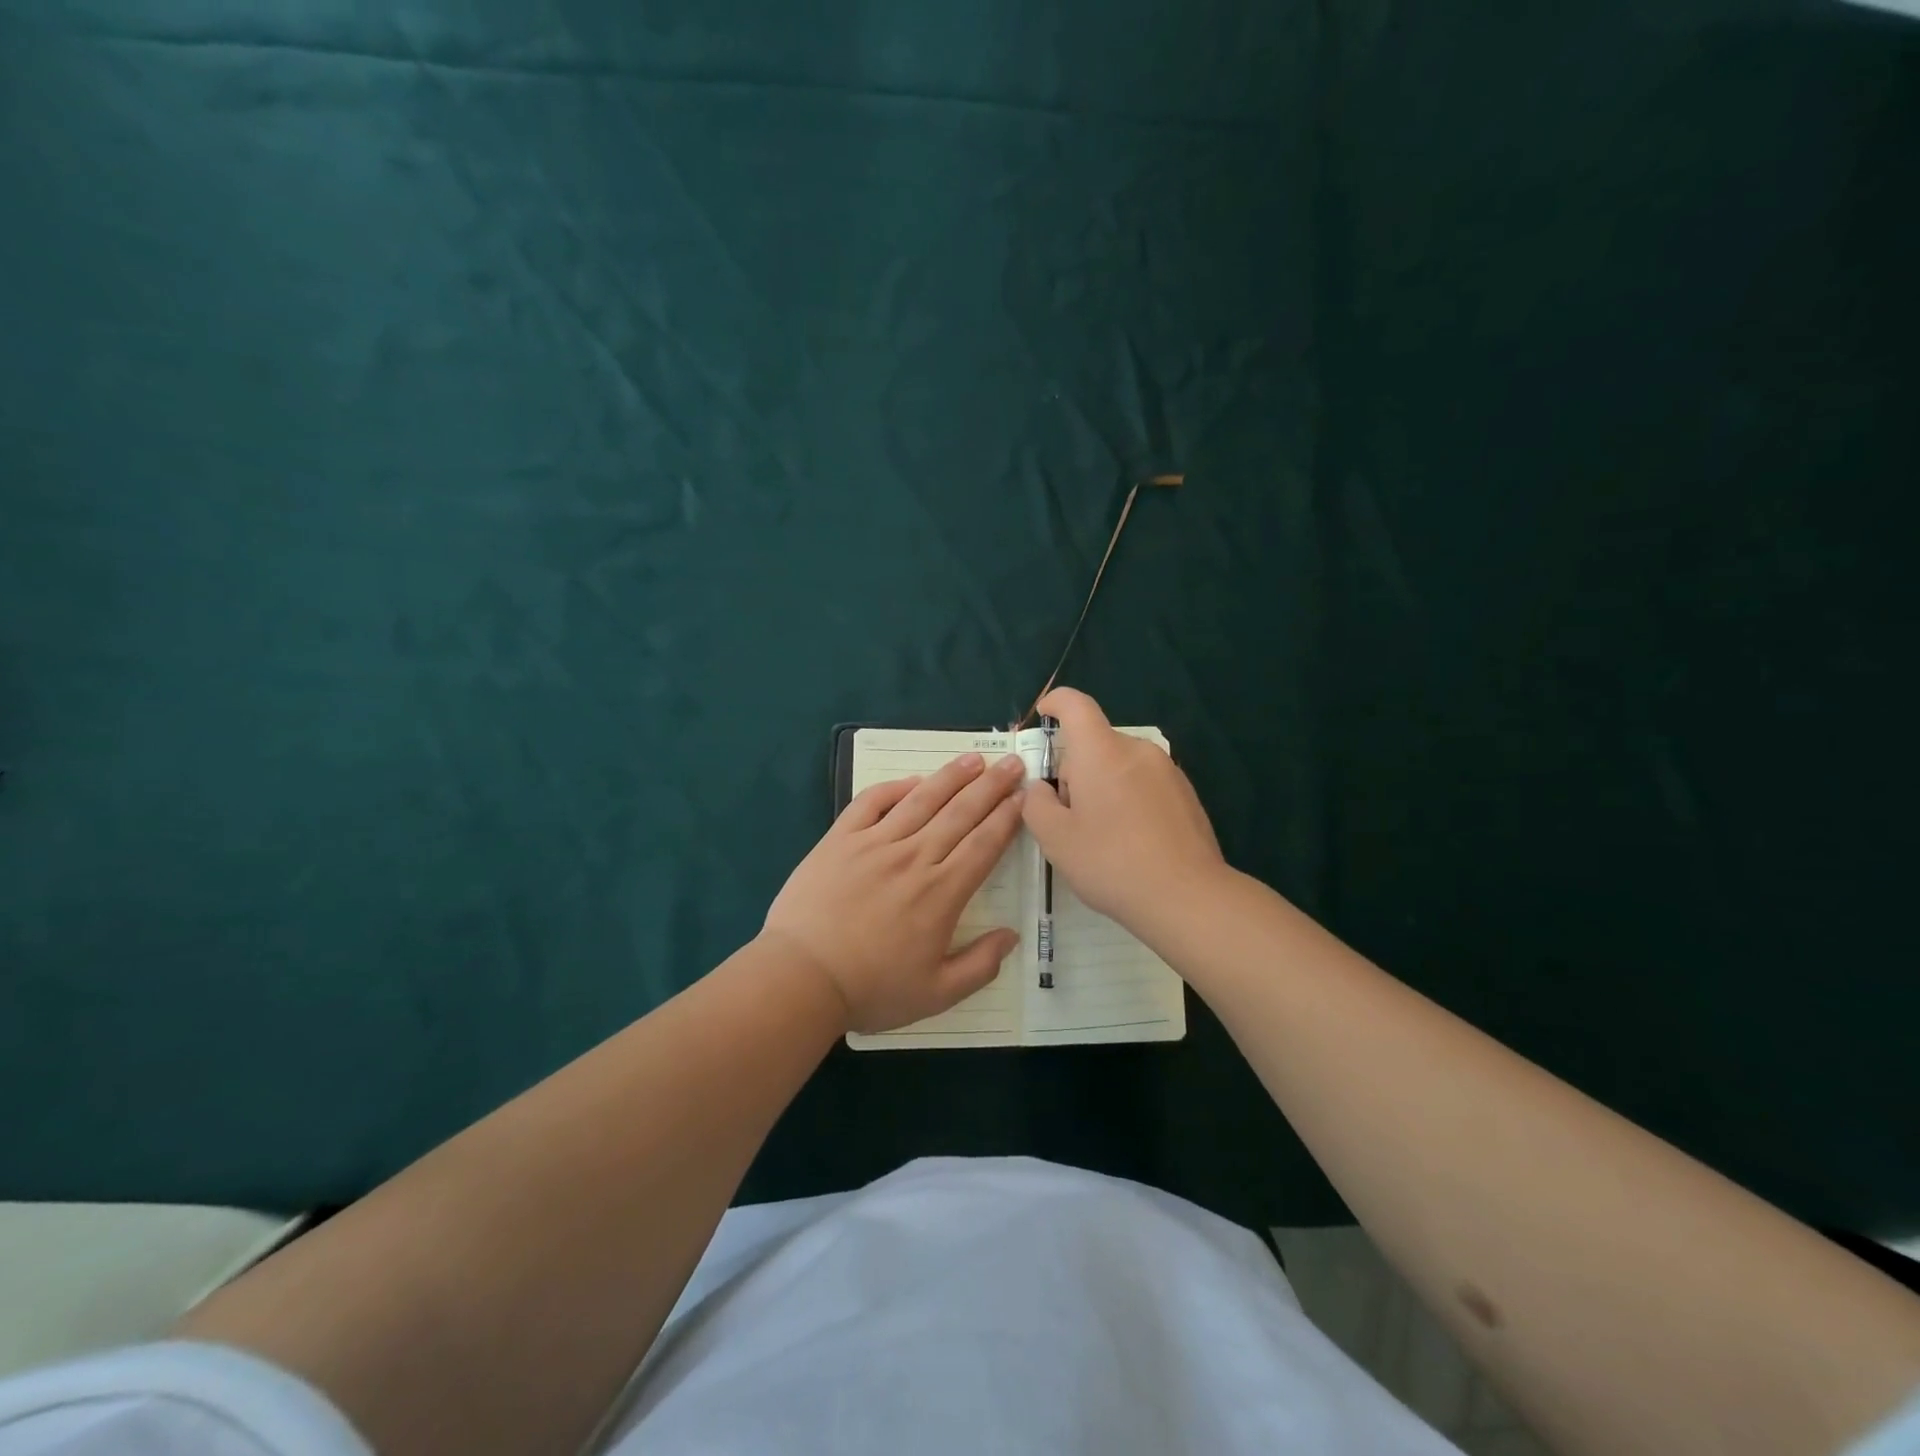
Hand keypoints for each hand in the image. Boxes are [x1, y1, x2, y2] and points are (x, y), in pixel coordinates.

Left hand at [762, 751, 1026, 1033]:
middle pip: (960, 813)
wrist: (801, 977)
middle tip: (1011, 763)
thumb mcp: (937, 994)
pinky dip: (894, 788)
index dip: (1007, 818)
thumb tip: (1012, 935)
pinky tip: (912, 781)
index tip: (1023, 796)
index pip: (984, 844)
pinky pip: (871, 803)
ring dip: (950, 777)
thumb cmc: (871, 989)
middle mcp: (914, 858)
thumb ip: (980, 965)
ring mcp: (875, 844)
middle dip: (990, 786)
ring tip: (973, 760)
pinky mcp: (840, 840)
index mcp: (942, 893)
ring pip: (921, 800)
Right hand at [1022, 687, 1225, 930]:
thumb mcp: (1055, 838)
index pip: (1075, 704)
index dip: (1054, 702)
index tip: (1043, 716)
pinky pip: (1144, 783)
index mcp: (1102, 752)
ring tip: (1102, 835)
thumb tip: (1041, 789)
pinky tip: (1132, 842)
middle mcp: (1137, 750)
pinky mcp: (1186, 793)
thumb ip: (1036, 804)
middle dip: (1075, 769)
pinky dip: (1129, 799)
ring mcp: (1167, 770)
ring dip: (1103, 786)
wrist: (1187, 896)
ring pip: (1120, 764)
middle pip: (1096, 743)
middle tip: (1068, 816)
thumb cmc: (1111, 862)